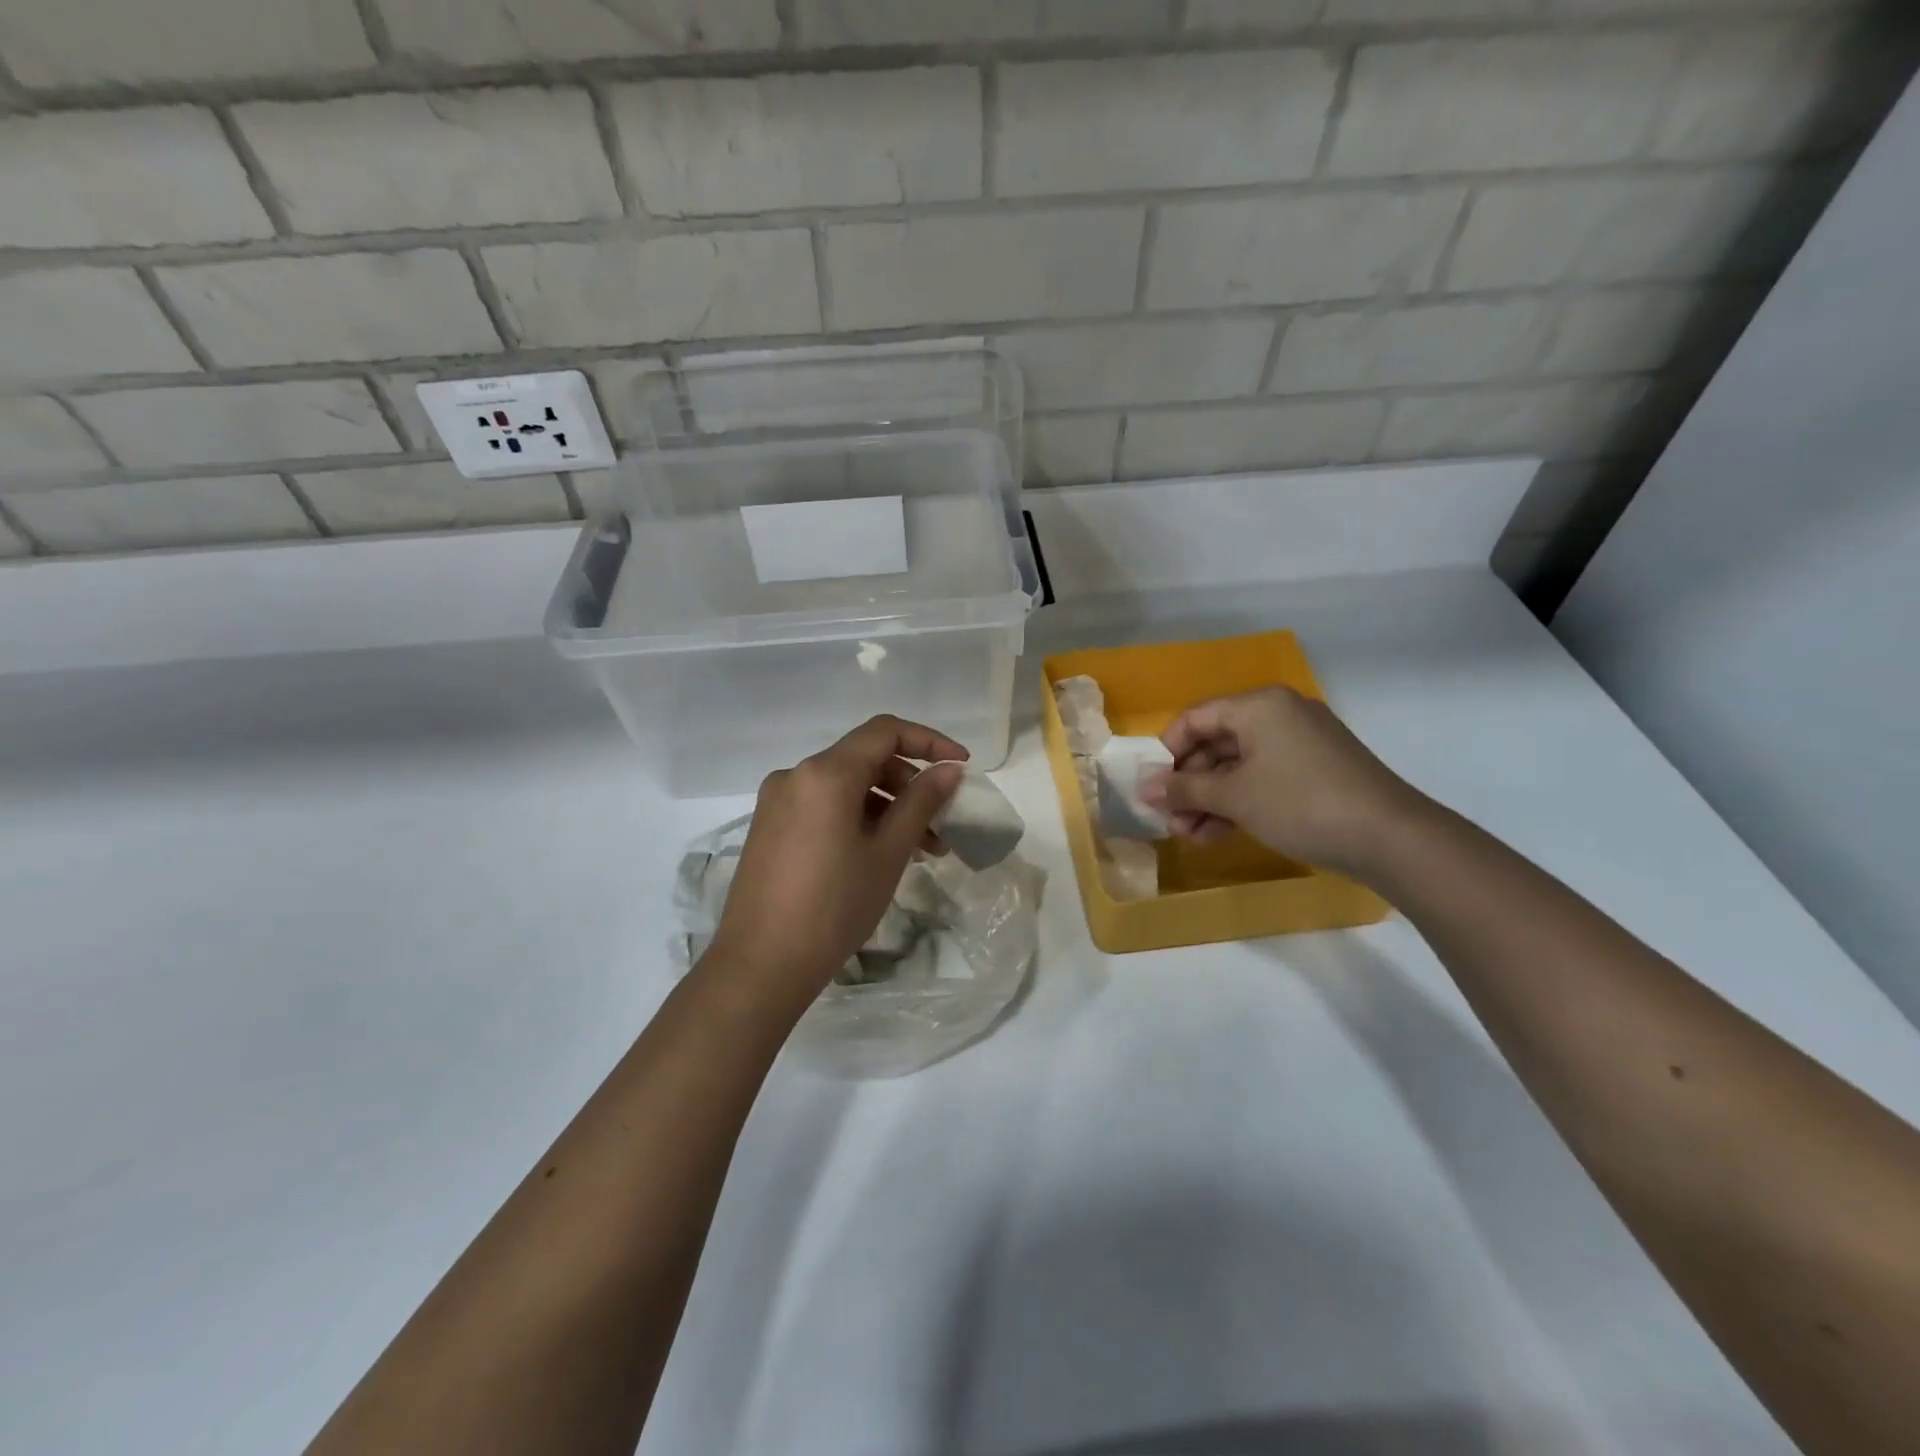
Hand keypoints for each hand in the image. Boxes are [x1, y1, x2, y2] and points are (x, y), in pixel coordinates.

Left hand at [706, 716, 965, 1004]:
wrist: (760, 965)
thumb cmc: (834, 906)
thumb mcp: (888, 853)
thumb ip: (921, 803)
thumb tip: (949, 770)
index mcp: (825, 773)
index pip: (885, 732)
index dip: (929, 741)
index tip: (961, 766)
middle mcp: (795, 774)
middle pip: (865, 759)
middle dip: (909, 783)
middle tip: (941, 823)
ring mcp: (777, 801)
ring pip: (845, 786)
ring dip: (886, 806)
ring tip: (918, 850)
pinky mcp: (769, 826)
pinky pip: (823, 806)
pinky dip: (857, 817)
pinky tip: (877, 854)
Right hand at [1140, 687, 1426, 876]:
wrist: (1390, 837)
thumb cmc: (1299, 803)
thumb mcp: (1234, 797)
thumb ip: (1184, 790)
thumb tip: (1144, 790)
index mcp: (1258, 705)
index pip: (1195, 718)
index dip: (1167, 752)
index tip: (1153, 787)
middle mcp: (1279, 714)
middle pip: (1216, 743)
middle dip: (1189, 784)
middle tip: (1170, 819)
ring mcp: (1300, 742)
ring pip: (1238, 765)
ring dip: (1210, 799)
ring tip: (1189, 835)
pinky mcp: (1315, 770)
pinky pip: (1263, 777)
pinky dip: (1239, 802)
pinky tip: (1218, 834)